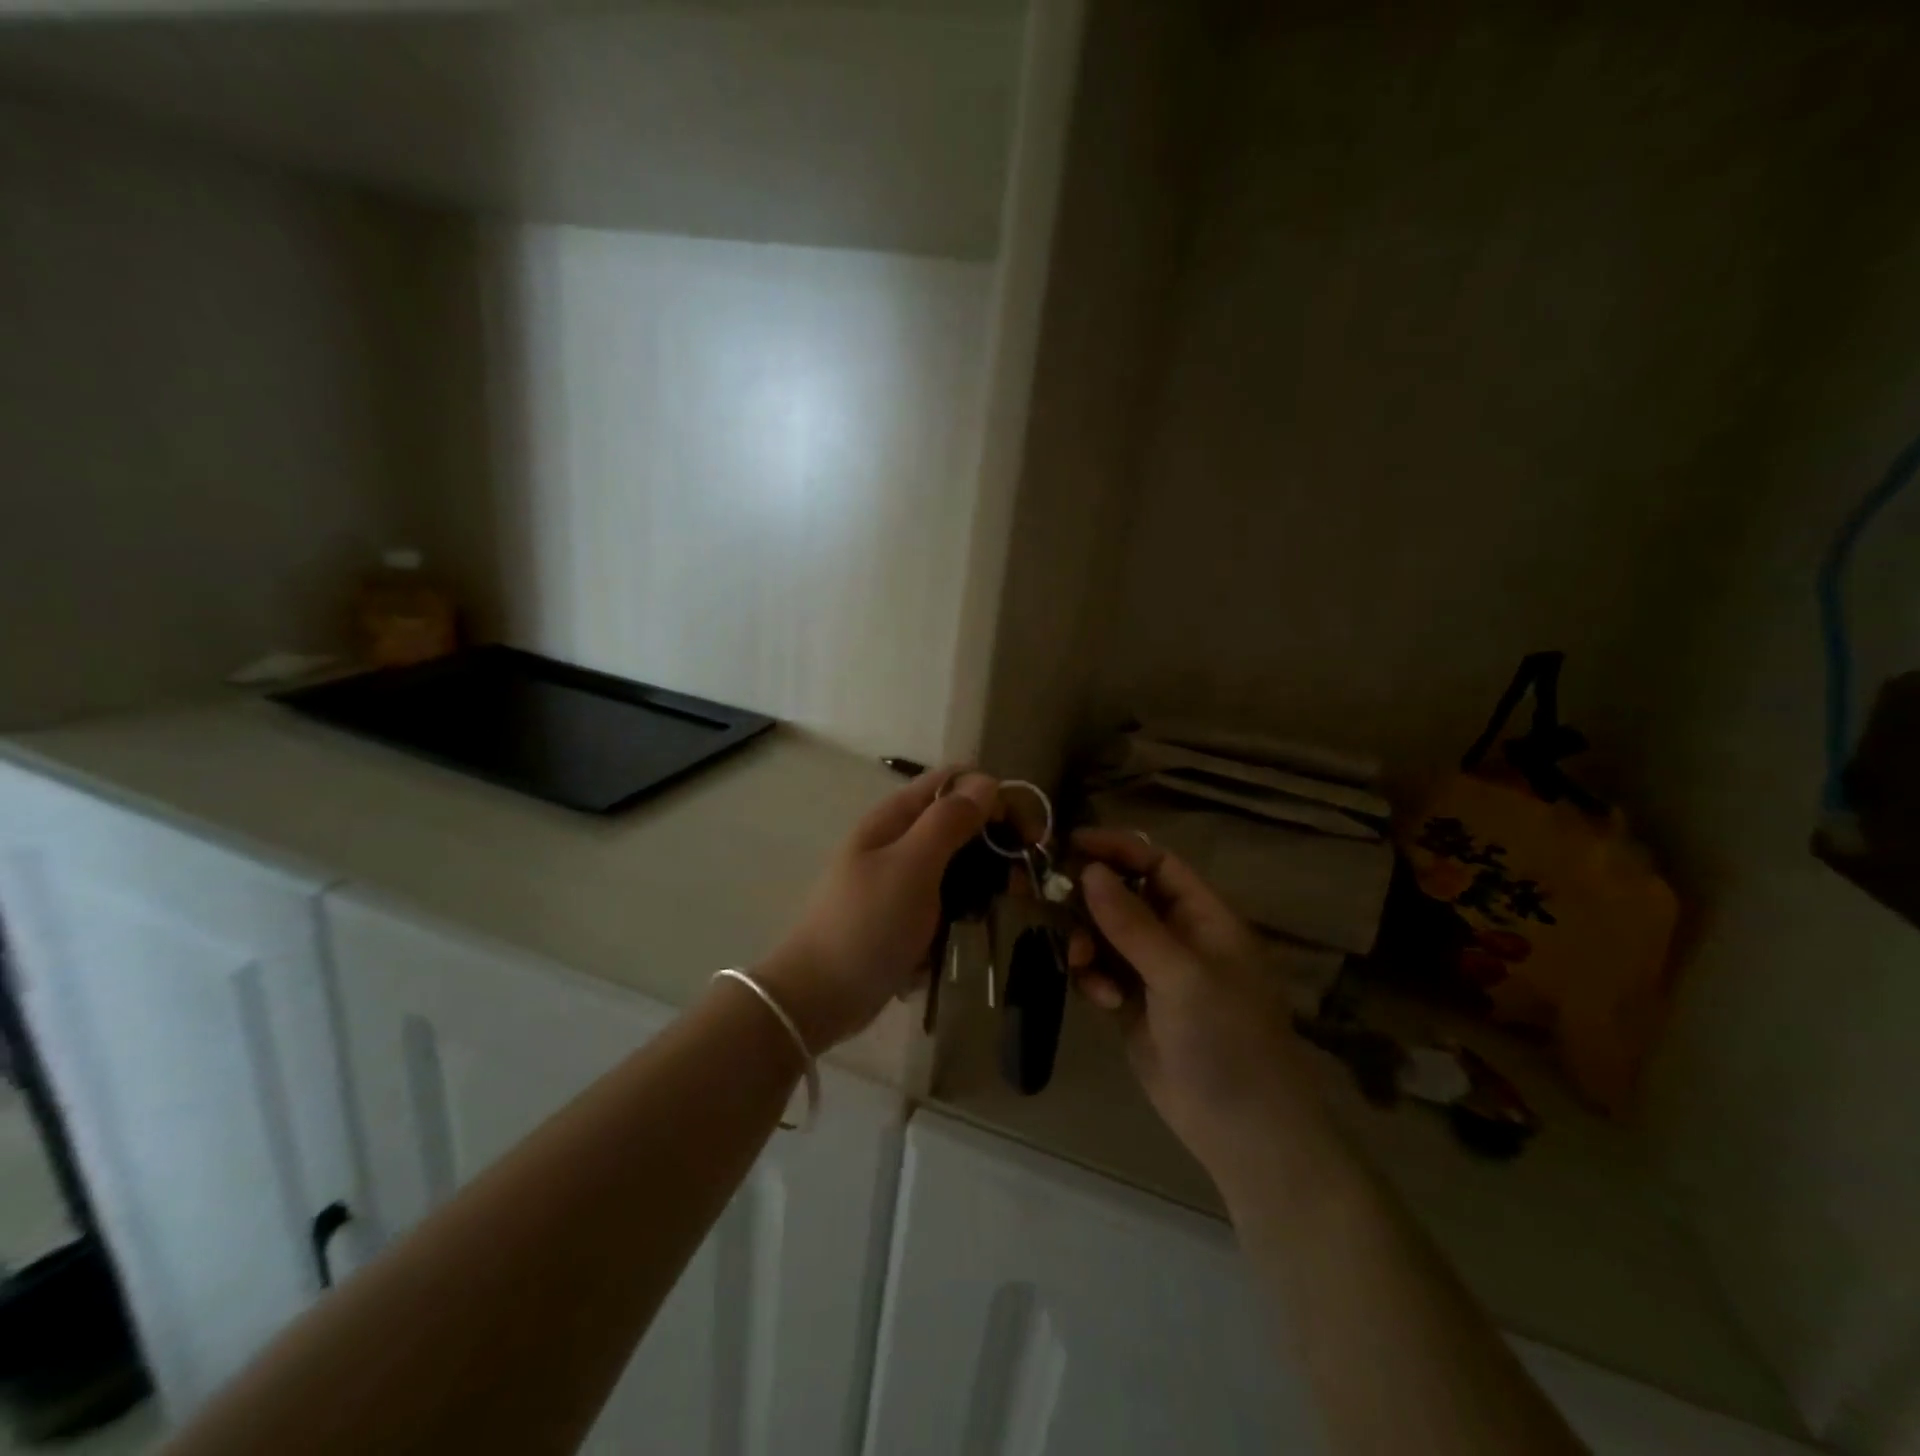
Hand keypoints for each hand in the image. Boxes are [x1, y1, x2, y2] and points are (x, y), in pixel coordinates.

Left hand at [756, 768, 997, 1050]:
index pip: (952, 782)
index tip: (1024, 832)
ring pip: (956, 863)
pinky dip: (963, 908)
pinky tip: (976, 928)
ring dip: (983, 879)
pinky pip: (945, 898)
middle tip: (1021, 878)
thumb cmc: (867, 926)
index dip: (992, 795)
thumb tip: (986, 781)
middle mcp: (898, 840)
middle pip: (958, 822)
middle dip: (994, 842)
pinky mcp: (904, 914)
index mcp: (894, 818)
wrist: (820, 997)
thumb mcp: (911, 867)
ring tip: (1005, 905)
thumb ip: (949, 821)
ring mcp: (900, 879)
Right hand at [1067, 828, 1320, 1175]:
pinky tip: (1101, 1000)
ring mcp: (1154, 972)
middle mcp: (1178, 937)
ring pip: (1105, 935)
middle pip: (1123, 896)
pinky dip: (1093, 978)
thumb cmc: (1226, 1040)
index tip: (1069, 845)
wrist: (1243, 1132)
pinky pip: (1101, 972)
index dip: (1116, 849)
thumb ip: (1132, 923)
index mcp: (1204, 917)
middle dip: (1089, 899)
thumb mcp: (1182, 975)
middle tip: (1052, 902)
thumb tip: (1089, 870)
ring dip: (1086, 942)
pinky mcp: (1134, 1005)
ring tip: (1079, 964)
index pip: (1156, 864)